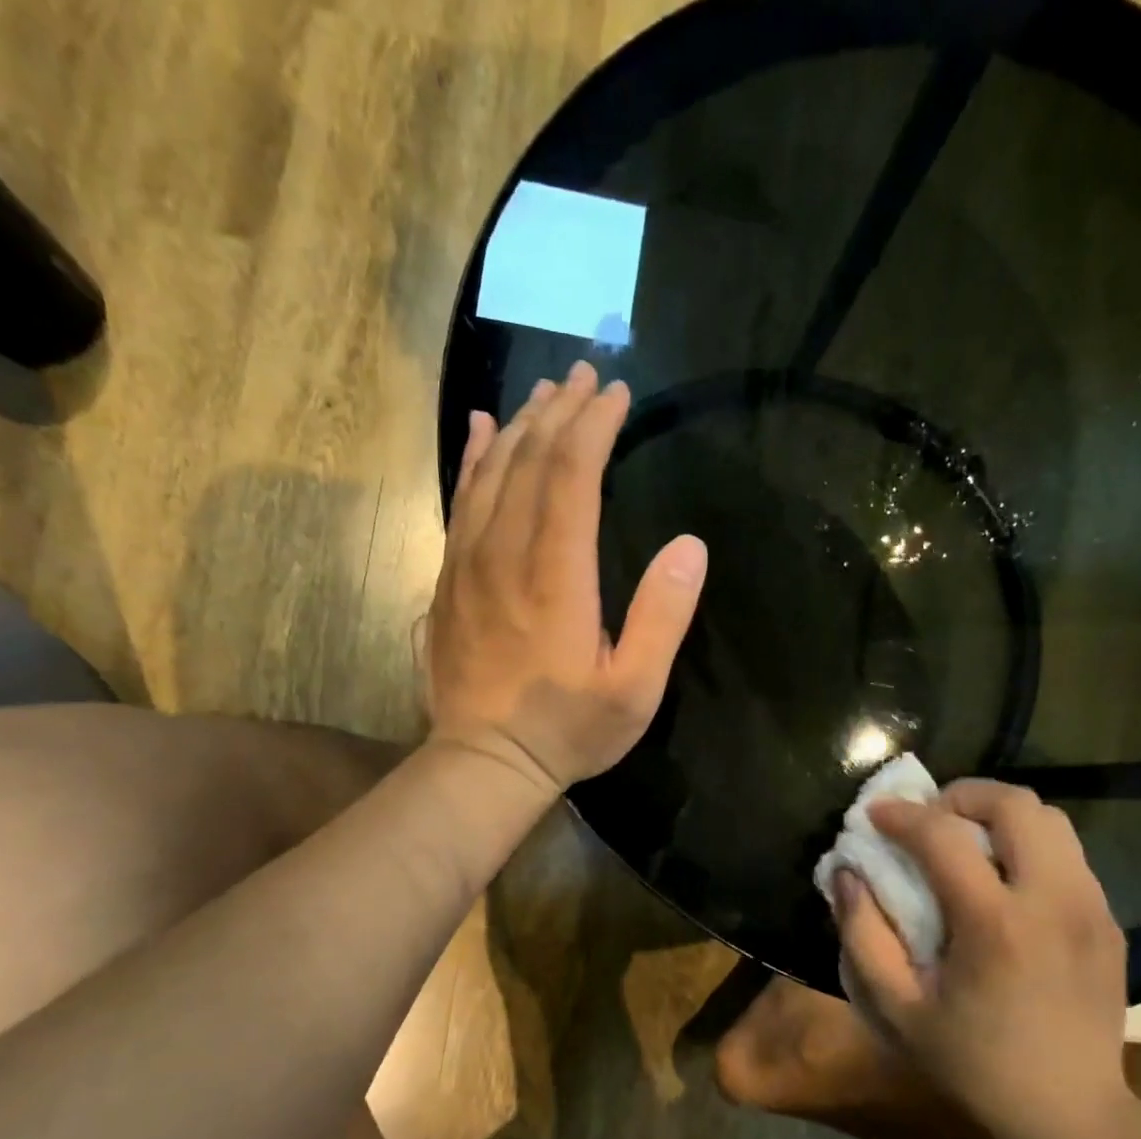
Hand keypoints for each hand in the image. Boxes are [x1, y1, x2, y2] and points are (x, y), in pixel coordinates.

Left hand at [422, 362, 707, 793]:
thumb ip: (662, 616)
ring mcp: (469, 564)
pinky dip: (474, 460)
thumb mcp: (634, 689)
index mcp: (556, 577)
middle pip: (529, 462)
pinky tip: (484, 431)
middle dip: (560, 412)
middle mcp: (506, 555)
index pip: (572, 477)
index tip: (617, 394)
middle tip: (586, 375)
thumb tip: (690, 545)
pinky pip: (460, 502)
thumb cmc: (568, 729)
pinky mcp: (450, 579)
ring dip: (520, 426)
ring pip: (491, 474)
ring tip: (545, 391)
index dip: (594, 428)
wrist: (485, 762)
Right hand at [833, 781, 1131, 1138]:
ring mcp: (1090, 909)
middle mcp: (1053, 901)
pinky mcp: (1108, 922)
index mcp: (996, 925)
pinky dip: (1027, 846)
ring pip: (1050, 819)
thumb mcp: (897, 1010)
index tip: (875, 814)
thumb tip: (847, 873)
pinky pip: (1067, 854)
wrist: (1071, 1120)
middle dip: (962, 795)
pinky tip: (1002, 883)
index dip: (902, 814)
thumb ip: (862, 935)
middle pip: (1016, 804)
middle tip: (929, 819)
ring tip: (965, 843)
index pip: (944, 834)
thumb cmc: (973, 1067)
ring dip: (999, 816)